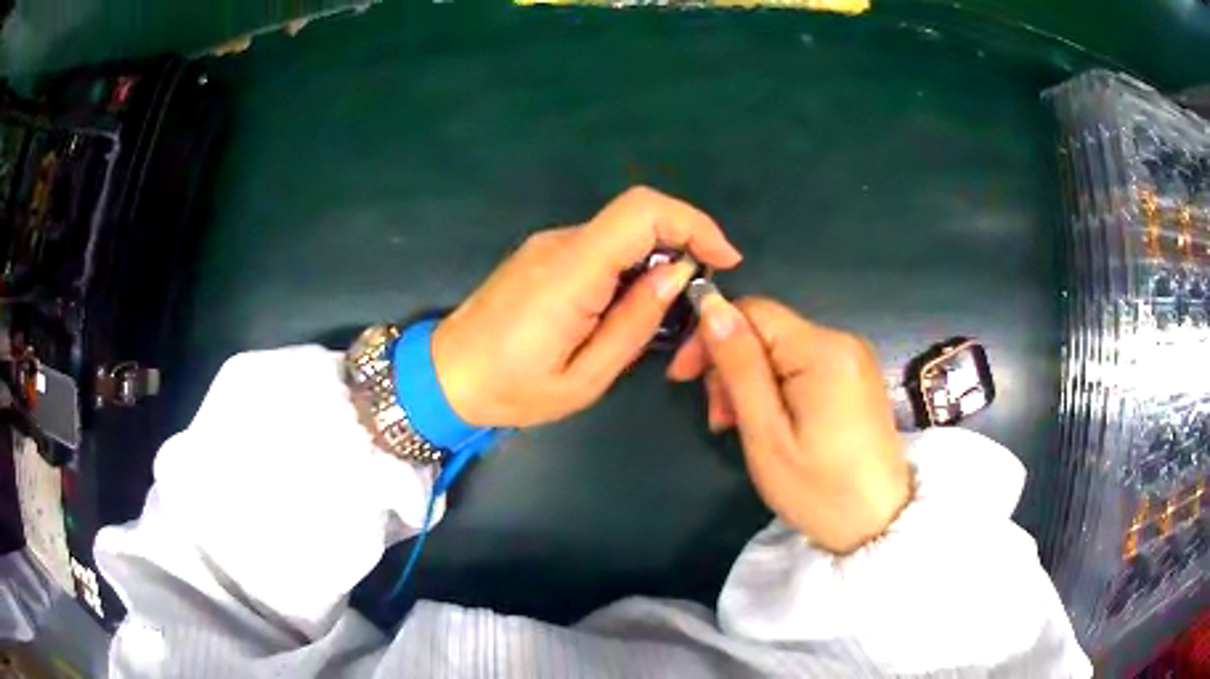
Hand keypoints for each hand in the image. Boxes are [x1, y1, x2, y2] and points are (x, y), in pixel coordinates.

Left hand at [432, 187, 741, 428]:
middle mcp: (560, 244)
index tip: (725, 258)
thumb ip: (635, 323)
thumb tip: (678, 275)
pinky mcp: (542, 255)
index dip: (694, 222)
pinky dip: (628, 268)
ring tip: (657, 316)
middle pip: (637, 218)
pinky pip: (599, 248)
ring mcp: (548, 245)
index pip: (642, 212)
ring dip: (654, 262)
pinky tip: (624, 310)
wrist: (443, 376)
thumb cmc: (511, 389)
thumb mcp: (585, 377)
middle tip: (695, 301)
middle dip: (682, 247)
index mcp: (571, 272)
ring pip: (620, 234)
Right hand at [668, 296, 911, 553]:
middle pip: (767, 330)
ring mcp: (853, 358)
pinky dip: (775, 387)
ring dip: (750, 380)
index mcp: (822, 350)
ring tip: (738, 426)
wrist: (878, 523)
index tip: (683, 377)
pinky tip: (769, 422)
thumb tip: (711, 306)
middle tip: (718, 419)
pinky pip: (802, 365)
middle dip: (731, 365)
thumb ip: (739, 366)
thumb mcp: (766, 433)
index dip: (711, 335)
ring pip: (781, 349)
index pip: (753, 310)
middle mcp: (842, 341)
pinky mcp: (855, 377)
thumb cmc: (818, 489)